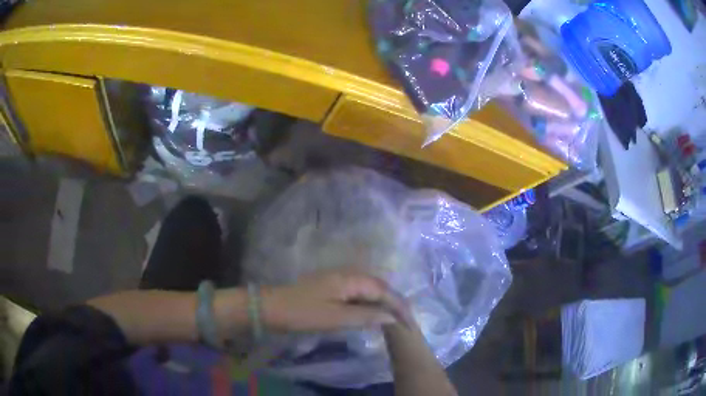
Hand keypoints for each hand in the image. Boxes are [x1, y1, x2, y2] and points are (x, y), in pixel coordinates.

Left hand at [261, 269, 410, 332]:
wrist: (270, 307)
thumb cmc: (302, 313)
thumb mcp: (335, 318)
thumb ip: (365, 316)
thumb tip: (391, 317)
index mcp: (350, 279)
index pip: (383, 290)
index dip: (399, 306)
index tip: (410, 322)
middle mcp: (347, 274)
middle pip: (379, 286)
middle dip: (394, 302)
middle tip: (405, 320)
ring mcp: (338, 278)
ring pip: (369, 289)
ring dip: (382, 302)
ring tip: (393, 318)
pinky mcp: (331, 286)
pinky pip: (358, 293)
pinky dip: (368, 303)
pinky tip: (371, 313)